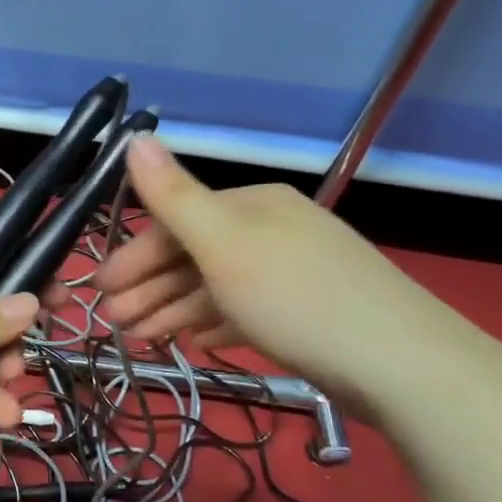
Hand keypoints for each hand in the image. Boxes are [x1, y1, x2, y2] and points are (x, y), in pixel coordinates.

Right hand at [92, 135, 468, 413]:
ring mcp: (292, 273)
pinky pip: (245, 310)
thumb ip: (173, 195)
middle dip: (149, 288)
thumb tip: (134, 136)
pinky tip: (194, 343)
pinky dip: (214, 323)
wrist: (401, 365)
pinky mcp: (308, 314)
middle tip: (113, 323)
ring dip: (173, 310)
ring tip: (141, 340)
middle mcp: (272, 231)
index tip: (101, 291)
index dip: (134, 256)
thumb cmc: (295, 297)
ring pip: (216, 286)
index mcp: (252, 206)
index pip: (176, 222)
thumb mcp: (223, 242)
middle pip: (194, 255)